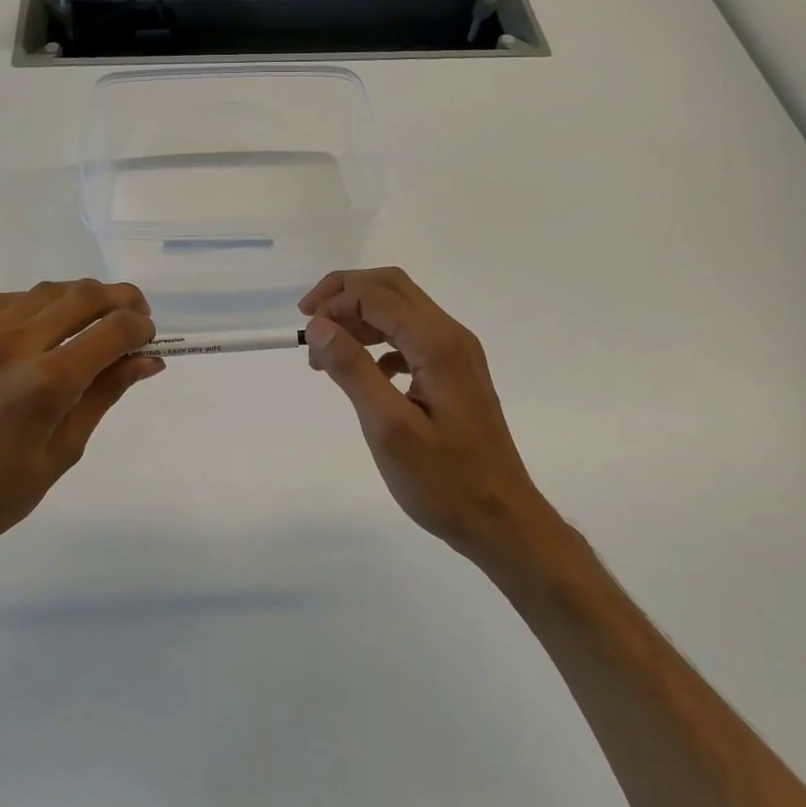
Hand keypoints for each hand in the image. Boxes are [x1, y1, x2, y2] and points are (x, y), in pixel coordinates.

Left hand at [0, 281, 161, 602]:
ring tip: (88, 324)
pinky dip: (32, 306)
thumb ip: (103, 396)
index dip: (141, 328)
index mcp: (45, 383)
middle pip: (82, 295)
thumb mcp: (61, 454)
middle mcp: (11, 345)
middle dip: (120, 300)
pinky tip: (37, 330)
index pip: (113, 330)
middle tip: (134, 318)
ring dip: (78, 299)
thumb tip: (148, 361)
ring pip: (43, 291)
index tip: (149, 339)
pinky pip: (1, 301)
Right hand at [300, 268, 557, 563]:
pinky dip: (379, 342)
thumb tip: (319, 326)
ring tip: (326, 352)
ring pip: (401, 310)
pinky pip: (411, 338)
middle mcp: (451, 337)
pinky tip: (364, 373)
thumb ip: (352, 371)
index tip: (304, 332)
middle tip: (310, 322)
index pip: (378, 295)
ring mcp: (457, 354)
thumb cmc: (444, 481)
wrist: (501, 519)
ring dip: (360, 318)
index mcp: (438, 344)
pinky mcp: (455, 374)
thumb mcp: (389, 428)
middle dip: (346, 294)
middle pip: (392, 288)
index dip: (335, 302)